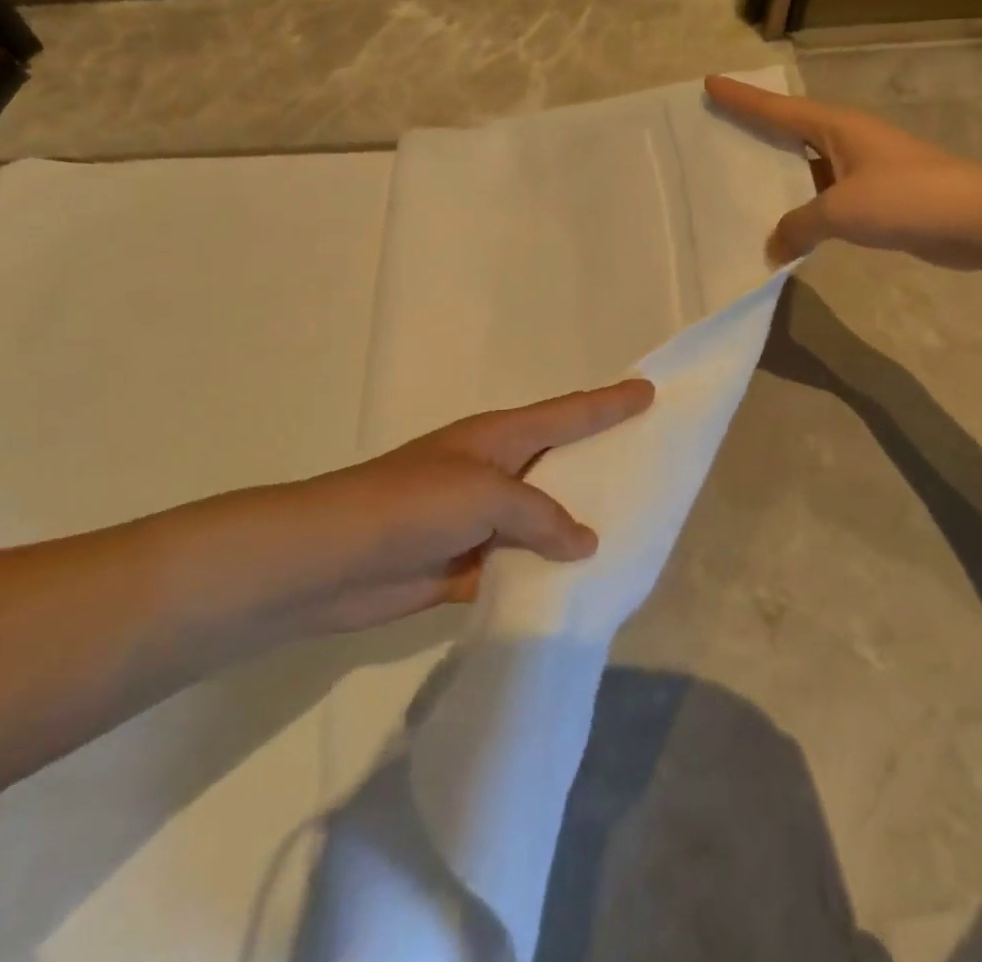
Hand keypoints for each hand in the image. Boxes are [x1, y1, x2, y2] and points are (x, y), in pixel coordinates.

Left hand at [204, 379, 656, 641]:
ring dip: (572, 530)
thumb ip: (541, 515)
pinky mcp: (463, 564)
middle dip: (599, 464)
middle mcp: (492, 470)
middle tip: (649, 466)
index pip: (567, 413)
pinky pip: (517, 565)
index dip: (608, 403)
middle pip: (558, 464)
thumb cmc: (412, 505)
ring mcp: (476, 518)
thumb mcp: (485, 494)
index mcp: (498, 437)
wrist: (332, 559)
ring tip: (627, 538)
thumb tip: (584, 542)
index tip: (648, 391)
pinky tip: (575, 590)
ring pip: (540, 521)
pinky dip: (542, 575)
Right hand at [705, 75, 981, 267]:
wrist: (978, 219)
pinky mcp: (878, 195)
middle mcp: (848, 139)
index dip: (742, 98)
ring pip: (808, 166)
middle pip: (790, 129)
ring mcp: (865, 167)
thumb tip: (774, 247)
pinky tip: (788, 223)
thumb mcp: (840, 210)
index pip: (777, 109)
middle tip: (719, 128)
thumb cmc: (906, 198)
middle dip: (756, 128)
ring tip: (742, 182)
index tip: (710, 83)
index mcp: (837, 127)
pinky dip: (804, 204)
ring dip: (779, 173)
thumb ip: (798, 226)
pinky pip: (826, 194)